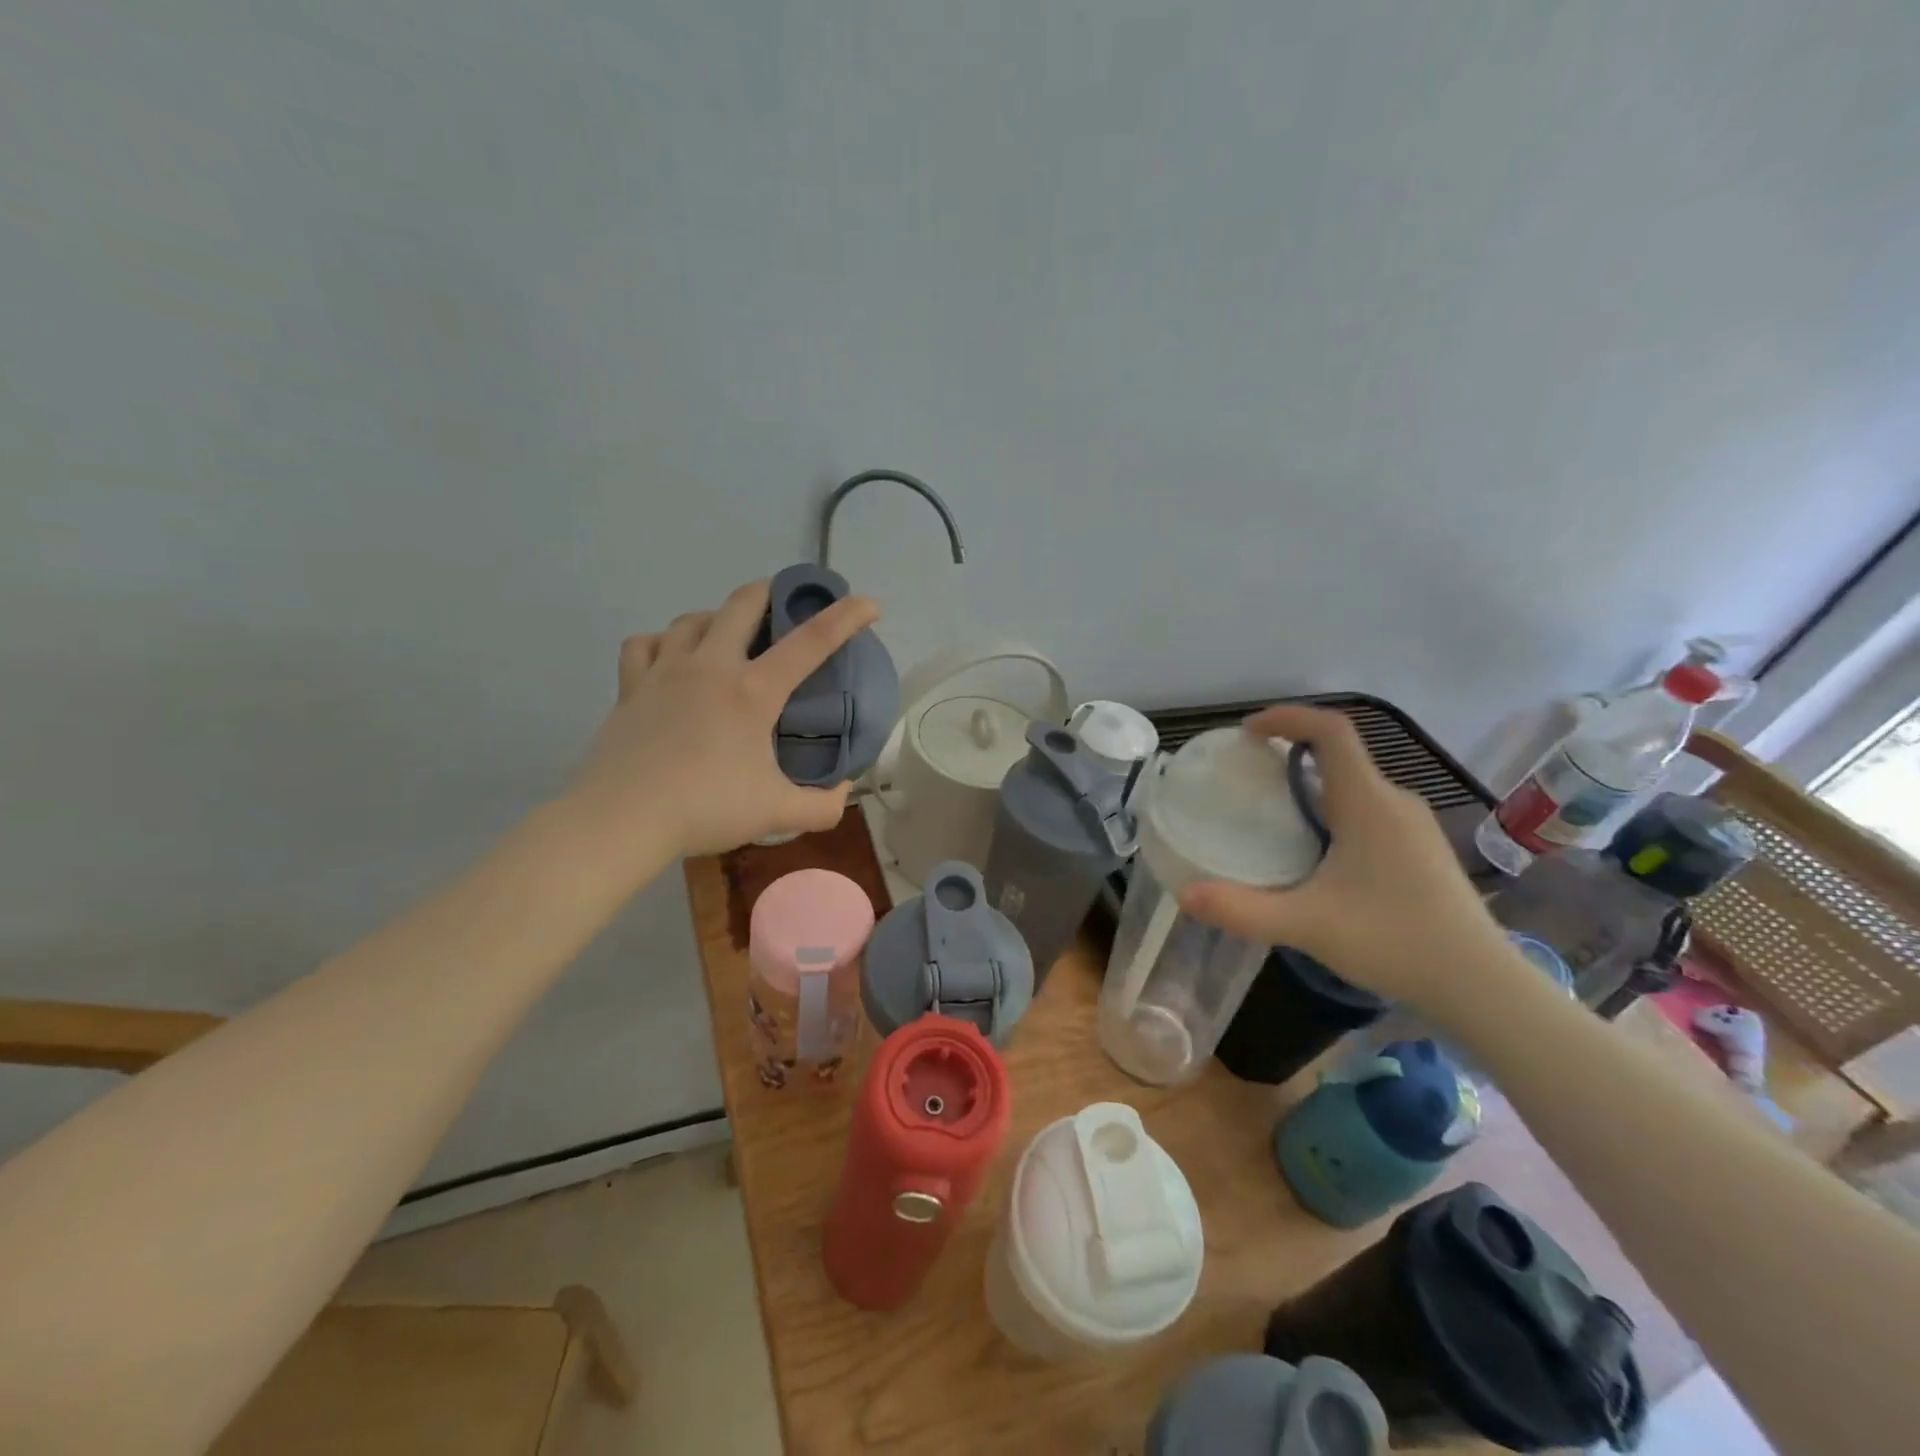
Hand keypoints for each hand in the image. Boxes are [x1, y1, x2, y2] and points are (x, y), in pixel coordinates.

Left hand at [566, 580, 880, 862]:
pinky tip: (671, 657)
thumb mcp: (777, 813)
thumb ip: (822, 805)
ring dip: (717, 617)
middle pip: (742, 604)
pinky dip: (662, 642)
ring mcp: (665, 671)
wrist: (623, 819)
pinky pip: (645, 644)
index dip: (845, 617)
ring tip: (727, 635)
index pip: (810, 642)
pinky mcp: (631, 687)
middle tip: (784, 603)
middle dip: (770, 592)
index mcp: (753, 691)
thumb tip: (843, 792)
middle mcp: (710, 667)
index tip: (868, 603)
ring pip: (693, 619)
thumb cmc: (706, 809)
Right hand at [1178, 704, 1520, 1017]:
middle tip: (1248, 779)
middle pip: (1340, 757)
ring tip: (1274, 817)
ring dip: (1312, 787)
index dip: (1288, 717)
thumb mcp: (1307, 925)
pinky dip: (1334, 812)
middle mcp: (1395, 802)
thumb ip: (1242, 909)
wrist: (1483, 986)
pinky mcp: (1423, 851)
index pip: (1331, 731)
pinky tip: (1318, 857)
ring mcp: (1415, 826)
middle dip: (1291, 755)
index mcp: (1368, 803)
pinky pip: (1370, 811)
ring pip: (1355, 786)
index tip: (1249, 731)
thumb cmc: (1395, 941)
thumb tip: (1185, 894)